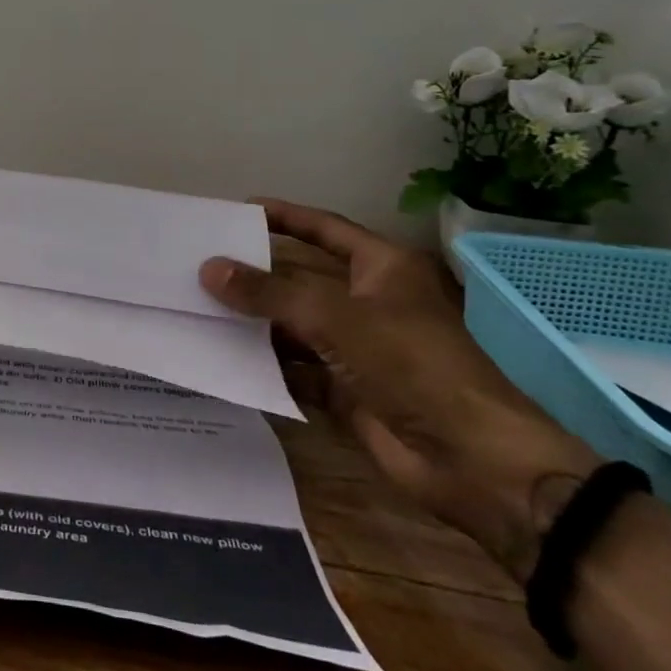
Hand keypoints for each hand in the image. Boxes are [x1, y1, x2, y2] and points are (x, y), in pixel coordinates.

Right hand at [201, 202, 598, 579]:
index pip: (326, 229)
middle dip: (257, 273)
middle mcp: (369, 303)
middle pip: (303, 278)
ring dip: (254, 320)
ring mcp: (357, 349)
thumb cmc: (413, 365)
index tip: (238, 209)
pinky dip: (263, 363)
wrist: (472, 461)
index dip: (285, 217)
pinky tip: (221, 355)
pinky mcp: (346, 390)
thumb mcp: (335, 317)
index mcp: (383, 269)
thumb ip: (269, 293)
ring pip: (294, 325)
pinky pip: (295, 368)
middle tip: (201, 261)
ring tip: (198, 305)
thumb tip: (209, 269)